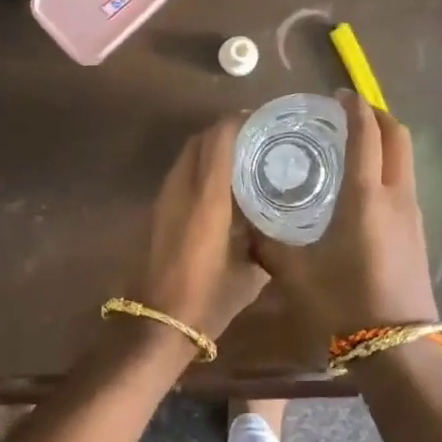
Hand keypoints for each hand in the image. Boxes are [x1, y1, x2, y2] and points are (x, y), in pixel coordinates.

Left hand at [138, 115, 268, 341]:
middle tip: (256, 138)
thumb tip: (282, 226)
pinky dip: (201, 168)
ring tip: (242, 158)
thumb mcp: (250, 272)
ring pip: (188, 156)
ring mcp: (166, 198)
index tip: (263, 121)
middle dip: (226, 131)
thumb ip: (266, 242)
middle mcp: (183, 188)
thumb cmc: (208, 297)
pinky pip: (181, 174)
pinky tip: (222, 187)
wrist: (158, 320)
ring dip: (211, 149)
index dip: (238, 123)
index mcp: (207, 196)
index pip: (218, 140)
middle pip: (200, 141)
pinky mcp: (159, 211)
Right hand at [252, 92, 437, 339]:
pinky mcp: (419, 234)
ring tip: (355, 145)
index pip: (367, 134)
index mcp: (366, 196)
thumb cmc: (343, 305)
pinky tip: (365, 187)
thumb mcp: (294, 272)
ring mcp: (413, 215)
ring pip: (406, 160)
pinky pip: (406, 183)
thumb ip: (268, 242)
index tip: (337, 96)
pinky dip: (390, 167)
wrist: (396, 351)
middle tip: (349, 112)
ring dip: (386, 141)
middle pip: (398, 136)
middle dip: (377, 115)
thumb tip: (245, 223)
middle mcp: (396, 196)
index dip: (354, 108)